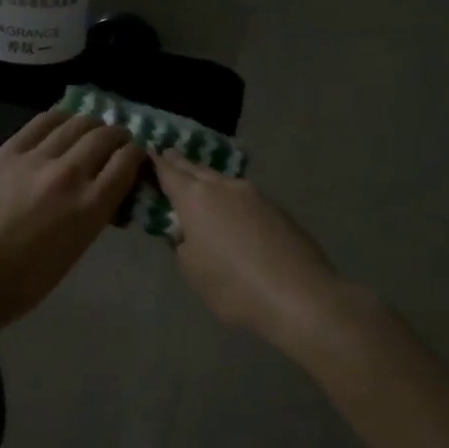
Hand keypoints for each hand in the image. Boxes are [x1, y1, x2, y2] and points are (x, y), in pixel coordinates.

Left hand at [0, 110, 146, 323]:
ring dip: (90, 124)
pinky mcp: (8, 151)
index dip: (136, 153)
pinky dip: (59, 119)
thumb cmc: (26, 280)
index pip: (127, 161)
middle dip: (117, 136)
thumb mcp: (76, 248)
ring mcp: (35, 159)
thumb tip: (106, 187)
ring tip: (89, 131)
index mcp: (90, 207)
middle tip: (115, 141)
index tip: (134, 156)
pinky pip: (42, 122)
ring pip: (76, 123)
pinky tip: (61, 125)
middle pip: (105, 136)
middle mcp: (69, 175)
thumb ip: (95, 212)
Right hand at [152, 151, 358, 356]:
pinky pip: (244, 197)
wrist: (299, 295)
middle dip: (181, 163)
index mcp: (195, 198)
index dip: (156, 163)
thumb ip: (183, 244)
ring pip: (223, 181)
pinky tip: (233, 214)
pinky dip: (231, 200)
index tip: (148, 152)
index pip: (169, 171)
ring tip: (199, 185)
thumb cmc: (234, 286)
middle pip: (196, 169)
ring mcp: (254, 194)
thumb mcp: (192, 270)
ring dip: (208, 181)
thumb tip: (189, 231)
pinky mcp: (277, 208)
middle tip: (169, 155)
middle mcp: (224, 186)